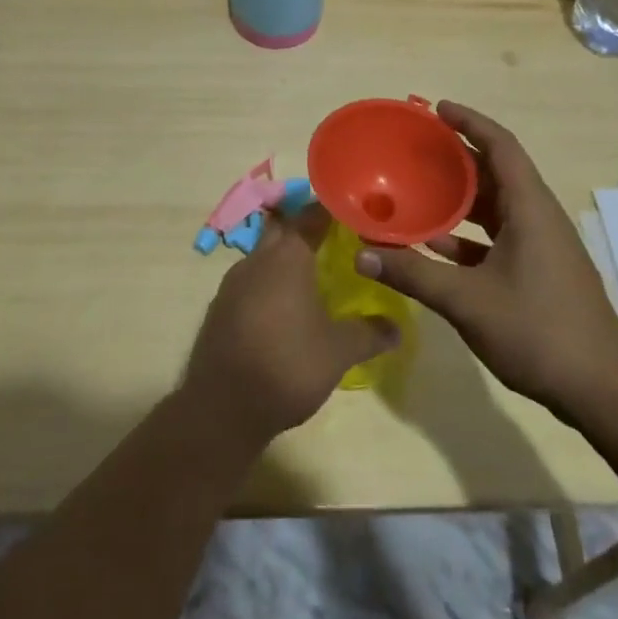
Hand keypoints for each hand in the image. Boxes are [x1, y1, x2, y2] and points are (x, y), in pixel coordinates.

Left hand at [183, 205, 397, 444]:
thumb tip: (397, 328)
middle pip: (283, 228)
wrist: (222, 408)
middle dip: (306, 227)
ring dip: (285, 255)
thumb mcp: (338, 352)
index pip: (311, 215)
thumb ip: (369, 334)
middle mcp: (257, 260)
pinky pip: (249, 279)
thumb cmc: (287, 366)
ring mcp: (233, 283)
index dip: (332, 210)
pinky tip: (283, 305)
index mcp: (287, 257)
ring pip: (263, 253)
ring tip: (312, 271)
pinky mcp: (220, 307)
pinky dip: (268, 280)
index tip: (353, 211)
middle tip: (335, 238)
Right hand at [354, 102, 617, 416]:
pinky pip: (499, 237)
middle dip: (458, 158)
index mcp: (529, 208)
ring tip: (418, 191)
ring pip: (496, 207)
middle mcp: (538, 217)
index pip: (500, 146)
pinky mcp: (540, 270)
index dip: (470, 122)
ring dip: (461, 198)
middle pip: (496, 172)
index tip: (436, 109)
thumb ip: (413, 274)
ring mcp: (542, 245)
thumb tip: (362, 253)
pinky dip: (468, 236)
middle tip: (416, 150)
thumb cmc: (538, 330)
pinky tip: (436, 248)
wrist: (601, 388)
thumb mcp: (467, 300)